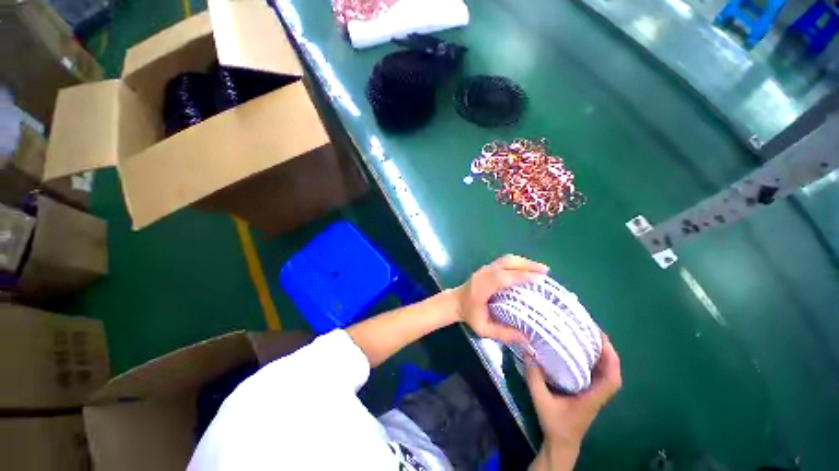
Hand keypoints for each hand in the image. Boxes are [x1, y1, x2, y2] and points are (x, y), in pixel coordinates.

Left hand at [452, 255, 549, 343]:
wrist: (456, 302)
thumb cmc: (469, 315)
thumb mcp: (483, 329)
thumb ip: (503, 334)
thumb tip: (526, 338)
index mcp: (481, 288)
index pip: (502, 278)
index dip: (520, 276)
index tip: (539, 279)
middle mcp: (483, 274)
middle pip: (506, 263)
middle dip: (526, 265)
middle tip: (545, 271)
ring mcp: (485, 268)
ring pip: (506, 259)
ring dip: (524, 262)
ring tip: (541, 269)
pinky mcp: (487, 267)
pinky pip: (504, 261)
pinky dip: (518, 263)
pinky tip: (528, 268)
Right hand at [526, 333, 621, 451]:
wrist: (562, 443)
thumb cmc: (555, 424)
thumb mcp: (542, 402)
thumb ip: (534, 379)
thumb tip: (527, 353)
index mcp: (591, 399)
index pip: (611, 380)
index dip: (611, 360)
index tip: (602, 339)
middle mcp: (597, 395)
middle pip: (612, 374)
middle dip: (608, 353)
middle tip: (594, 333)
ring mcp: (594, 395)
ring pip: (606, 374)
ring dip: (603, 357)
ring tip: (589, 338)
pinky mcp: (588, 394)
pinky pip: (596, 376)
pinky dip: (595, 363)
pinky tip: (581, 353)